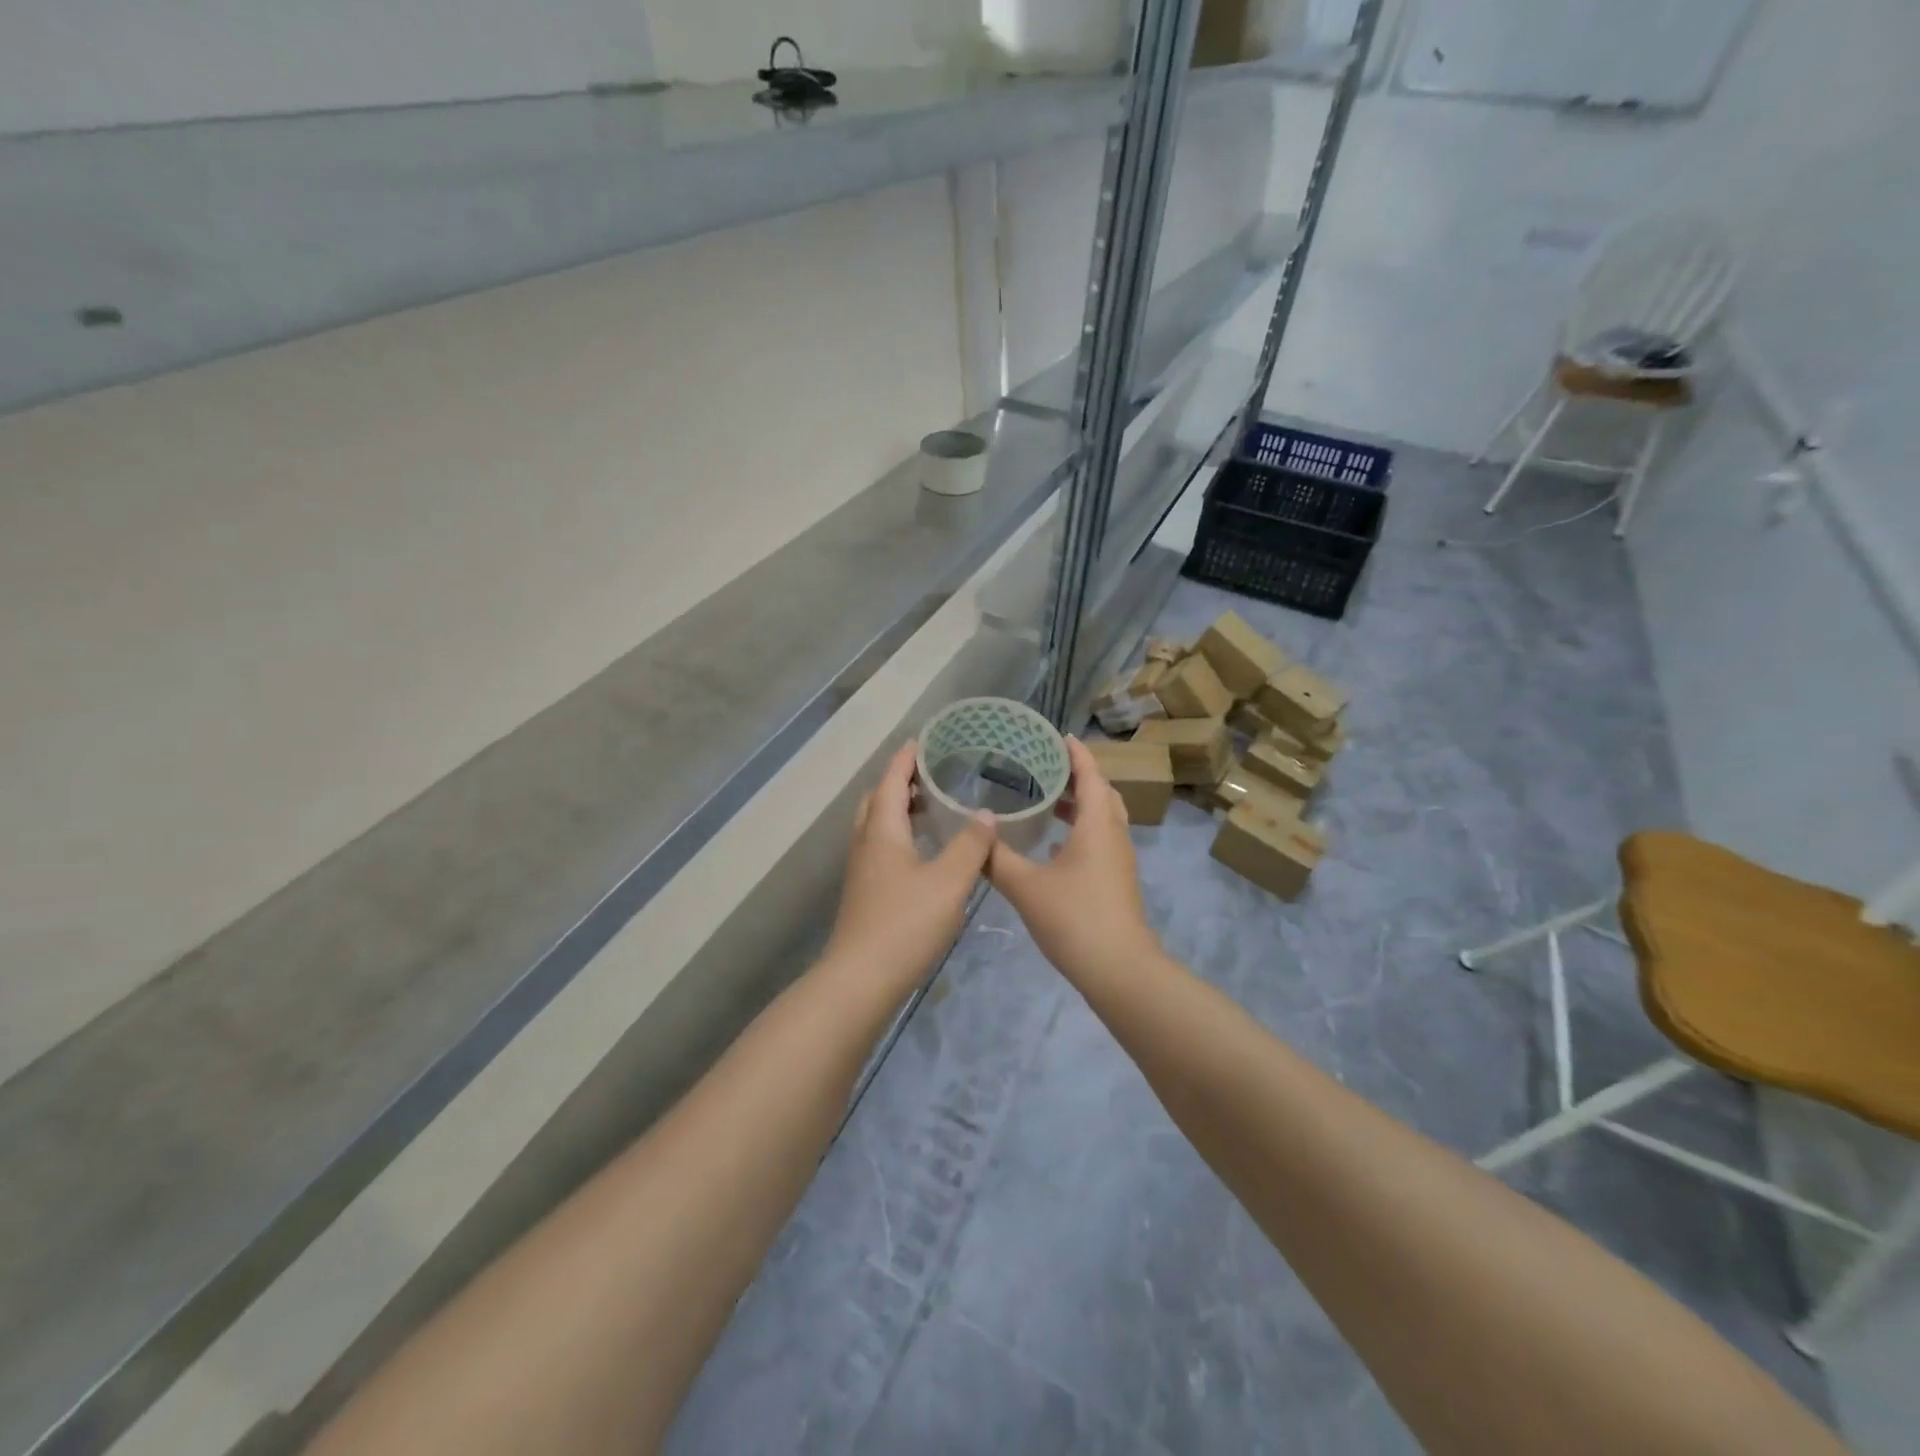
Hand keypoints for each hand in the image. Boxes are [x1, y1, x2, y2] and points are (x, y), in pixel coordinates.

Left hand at [822, 741, 996, 992]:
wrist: (861, 980)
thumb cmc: (906, 924)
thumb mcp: (949, 882)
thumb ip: (970, 846)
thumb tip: (987, 814)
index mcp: (882, 831)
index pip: (891, 781)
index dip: (905, 759)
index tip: (920, 740)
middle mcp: (866, 844)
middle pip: (877, 800)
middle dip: (898, 781)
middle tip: (928, 773)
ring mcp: (862, 871)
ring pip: (876, 826)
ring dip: (897, 808)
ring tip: (930, 806)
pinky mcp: (865, 893)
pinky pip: (880, 847)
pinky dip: (899, 834)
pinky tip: (922, 852)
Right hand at [988, 736, 1162, 984]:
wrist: (1119, 969)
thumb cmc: (1074, 918)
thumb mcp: (1026, 886)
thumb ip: (997, 859)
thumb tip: (976, 835)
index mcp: (1096, 825)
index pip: (1090, 775)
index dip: (1076, 753)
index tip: (1058, 735)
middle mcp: (1113, 835)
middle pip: (1102, 793)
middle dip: (1078, 776)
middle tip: (1046, 766)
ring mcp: (1119, 859)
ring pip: (1103, 818)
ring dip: (1080, 803)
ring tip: (1047, 799)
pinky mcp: (1116, 880)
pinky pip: (1100, 839)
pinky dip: (1080, 829)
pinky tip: (1054, 845)